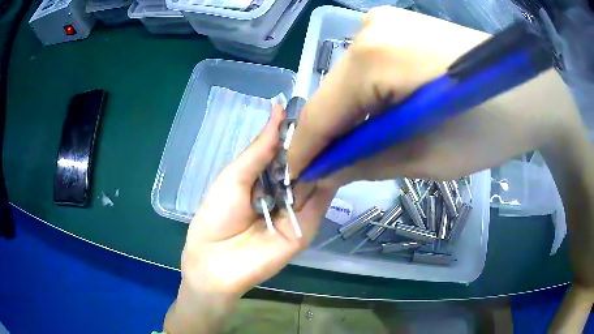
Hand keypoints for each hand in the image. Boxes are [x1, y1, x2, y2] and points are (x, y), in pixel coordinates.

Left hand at [180, 106, 336, 299]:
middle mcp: (283, 192)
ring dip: (326, 159)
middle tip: (335, 117)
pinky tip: (339, 158)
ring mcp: (297, 210)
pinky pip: (320, 202)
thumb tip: (277, 109)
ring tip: (342, 131)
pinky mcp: (306, 227)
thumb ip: (261, 148)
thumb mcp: (235, 176)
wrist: (216, 262)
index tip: (315, 108)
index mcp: (263, 178)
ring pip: (315, 180)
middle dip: (317, 144)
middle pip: (304, 165)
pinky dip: (329, 182)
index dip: (298, 132)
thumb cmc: (217, 215)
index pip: (287, 151)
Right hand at [288, 7, 582, 183]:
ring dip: (351, 116)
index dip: (305, 152)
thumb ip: (366, 162)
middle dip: (330, 135)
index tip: (297, 180)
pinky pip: (369, 66)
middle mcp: (368, 30)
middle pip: (333, 94)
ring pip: (349, 80)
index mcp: (372, 58)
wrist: (532, 92)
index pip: (319, 113)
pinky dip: (369, 96)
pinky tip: (384, 116)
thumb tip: (325, 170)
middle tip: (332, 170)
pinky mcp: (400, 25)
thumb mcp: (428, 158)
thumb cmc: (491, 129)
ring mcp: (385, 22)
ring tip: (362, 147)